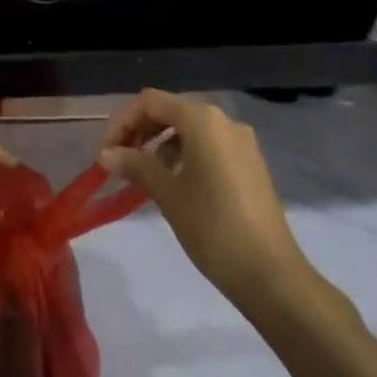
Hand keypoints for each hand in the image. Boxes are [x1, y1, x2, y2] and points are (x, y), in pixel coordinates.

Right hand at [100, 90, 307, 309]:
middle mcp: (224, 121)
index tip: (107, 153)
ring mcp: (241, 143)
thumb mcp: (167, 194)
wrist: (271, 274)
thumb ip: (135, 165)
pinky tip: (175, 185)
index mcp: (203, 120)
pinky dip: (185, 156)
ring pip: (191, 130)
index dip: (123, 122)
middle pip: (171, 111)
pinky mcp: (250, 165)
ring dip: (162, 145)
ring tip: (144, 177)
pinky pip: (209, 147)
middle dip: (141, 131)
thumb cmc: (213, 227)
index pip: (151, 101)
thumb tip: (105, 154)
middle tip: (120, 162)